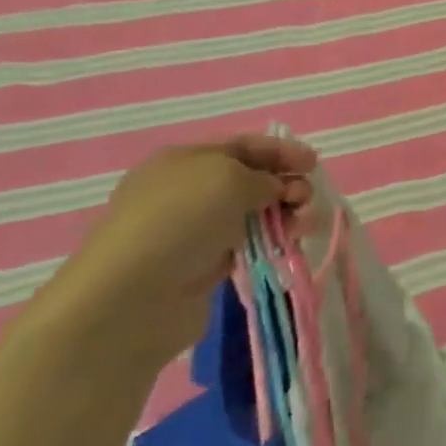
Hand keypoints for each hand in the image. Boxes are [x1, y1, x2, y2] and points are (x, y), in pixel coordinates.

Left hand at [48, 135, 316, 364]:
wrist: (132, 299)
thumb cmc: (179, 220)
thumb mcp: (229, 178)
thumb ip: (264, 177)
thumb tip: (274, 190)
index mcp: (185, 160)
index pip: (243, 146)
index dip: (281, 151)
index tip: (313, 163)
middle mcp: (188, 191)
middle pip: (252, 179)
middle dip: (286, 184)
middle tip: (305, 200)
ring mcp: (195, 230)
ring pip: (254, 213)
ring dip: (285, 213)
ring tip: (303, 226)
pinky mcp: (204, 266)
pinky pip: (249, 244)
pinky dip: (272, 240)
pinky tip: (289, 244)